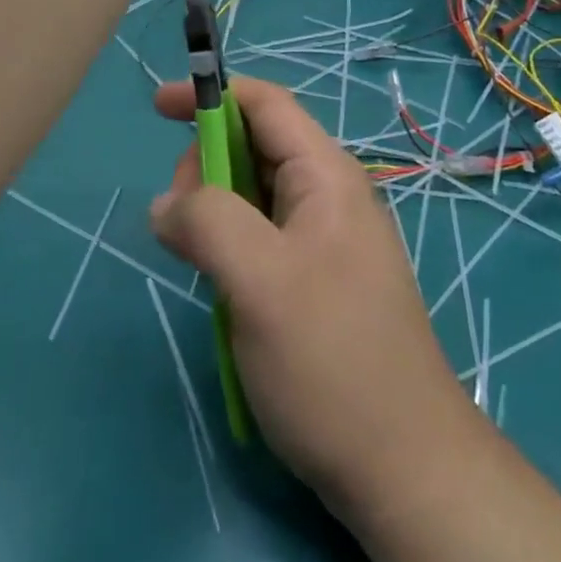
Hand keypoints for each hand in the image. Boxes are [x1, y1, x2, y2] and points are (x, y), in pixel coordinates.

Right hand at [147, 76, 483, 511]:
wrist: (403, 467)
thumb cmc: (331, 359)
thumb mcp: (259, 279)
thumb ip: (207, 220)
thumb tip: (167, 204)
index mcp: (325, 175)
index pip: (265, 104)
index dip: (211, 94)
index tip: (157, 107)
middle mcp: (329, 196)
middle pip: (255, 146)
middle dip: (206, 164)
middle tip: (178, 222)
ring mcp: (326, 241)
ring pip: (254, 196)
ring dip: (214, 211)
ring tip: (198, 263)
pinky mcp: (318, 282)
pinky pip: (262, 239)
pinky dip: (230, 246)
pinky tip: (221, 288)